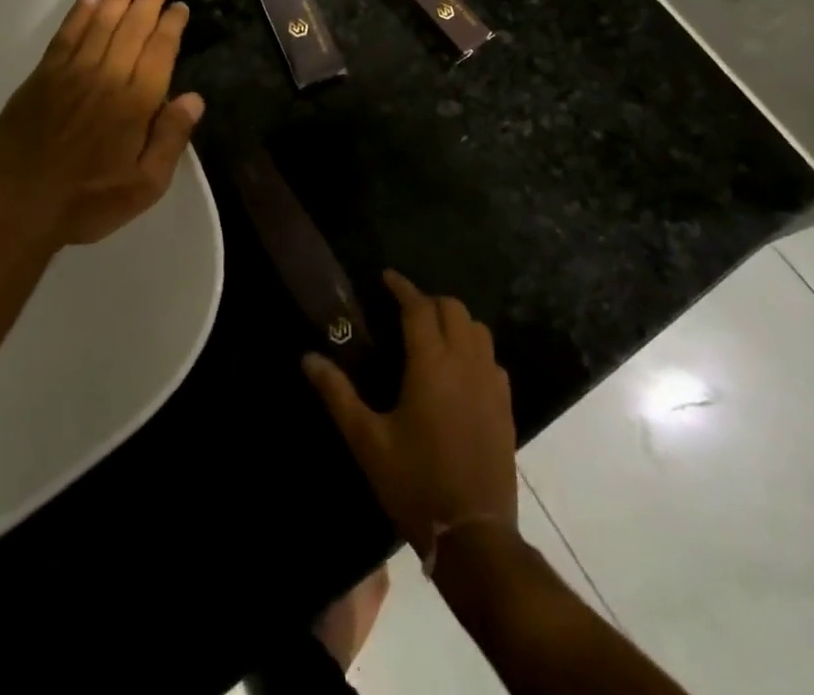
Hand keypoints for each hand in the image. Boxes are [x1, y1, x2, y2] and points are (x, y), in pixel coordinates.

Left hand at [0, 0, 204, 248]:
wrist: (16, 205)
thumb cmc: (87, 201)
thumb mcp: (145, 186)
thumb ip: (171, 139)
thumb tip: (194, 98)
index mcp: (136, 103)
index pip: (160, 51)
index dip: (171, 25)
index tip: (179, 5)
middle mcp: (108, 77)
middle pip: (134, 27)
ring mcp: (72, 73)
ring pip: (102, 23)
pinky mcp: (42, 77)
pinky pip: (65, 36)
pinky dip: (79, 14)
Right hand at [303, 270, 517, 556]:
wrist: (474, 536)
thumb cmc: (414, 483)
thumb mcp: (367, 441)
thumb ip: (337, 394)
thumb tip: (308, 358)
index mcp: (431, 363)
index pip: (419, 307)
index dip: (402, 287)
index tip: (386, 277)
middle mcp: (465, 362)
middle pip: (452, 309)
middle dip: (428, 301)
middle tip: (404, 310)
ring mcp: (491, 383)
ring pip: (477, 329)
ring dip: (455, 320)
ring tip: (431, 333)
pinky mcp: (506, 406)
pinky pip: (492, 358)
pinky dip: (474, 348)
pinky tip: (459, 368)